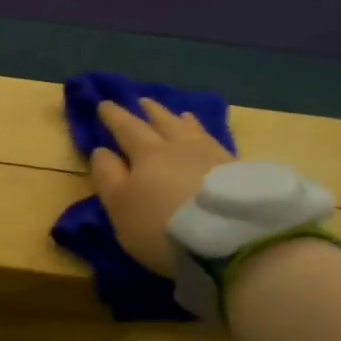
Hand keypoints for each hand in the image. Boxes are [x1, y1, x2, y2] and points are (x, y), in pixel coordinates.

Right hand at [88, 99, 233, 276]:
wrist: (231, 239)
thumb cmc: (162, 225)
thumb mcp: (120, 207)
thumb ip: (108, 177)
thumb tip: (102, 150)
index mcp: (147, 153)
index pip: (127, 128)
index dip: (114, 116)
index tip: (104, 104)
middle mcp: (180, 147)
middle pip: (163, 123)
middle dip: (149, 112)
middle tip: (142, 101)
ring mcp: (213, 156)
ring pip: (193, 130)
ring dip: (181, 121)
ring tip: (179, 114)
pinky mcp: (239, 172)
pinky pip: (216, 144)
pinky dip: (206, 137)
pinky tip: (209, 141)